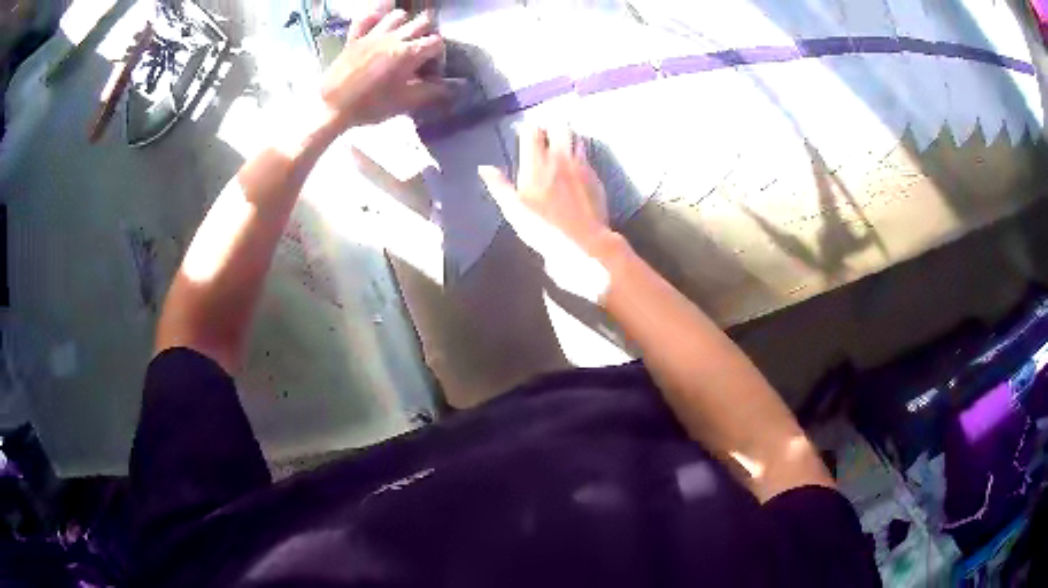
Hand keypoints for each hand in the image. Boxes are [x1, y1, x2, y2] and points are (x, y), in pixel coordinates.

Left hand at [320, 8, 448, 129]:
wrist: (332, 108)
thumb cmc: (371, 107)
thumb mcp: (405, 102)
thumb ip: (433, 91)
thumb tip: (456, 87)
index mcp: (409, 53)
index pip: (437, 43)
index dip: (439, 57)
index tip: (430, 72)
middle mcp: (394, 38)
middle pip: (422, 22)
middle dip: (427, 35)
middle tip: (420, 53)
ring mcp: (373, 35)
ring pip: (398, 15)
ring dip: (404, 24)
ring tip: (401, 39)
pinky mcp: (355, 38)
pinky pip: (366, 18)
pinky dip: (374, 17)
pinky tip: (378, 25)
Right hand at [480, 127, 617, 301]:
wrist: (583, 242)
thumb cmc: (543, 228)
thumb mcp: (513, 210)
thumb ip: (499, 185)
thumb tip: (484, 168)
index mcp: (537, 163)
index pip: (532, 131)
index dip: (526, 128)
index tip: (522, 131)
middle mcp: (560, 158)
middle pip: (559, 127)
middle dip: (551, 126)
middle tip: (544, 134)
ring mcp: (581, 166)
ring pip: (576, 138)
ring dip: (568, 137)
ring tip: (560, 143)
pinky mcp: (595, 177)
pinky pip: (587, 157)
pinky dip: (579, 155)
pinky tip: (575, 165)